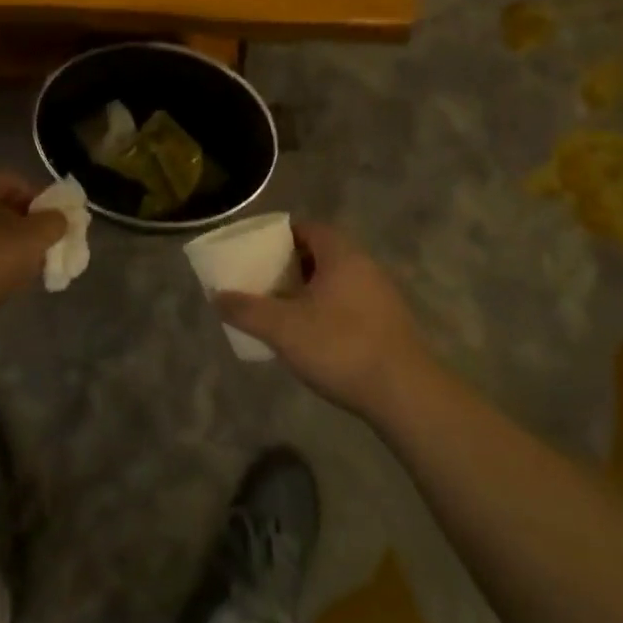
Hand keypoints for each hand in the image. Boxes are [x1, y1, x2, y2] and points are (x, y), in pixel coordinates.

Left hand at [0, 170, 66, 319]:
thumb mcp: (33, 240)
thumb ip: (55, 223)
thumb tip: (60, 218)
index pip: (19, 183)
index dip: (44, 203)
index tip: (56, 229)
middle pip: (1, 208)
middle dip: (26, 228)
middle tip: (43, 251)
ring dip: (7, 247)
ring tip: (22, 272)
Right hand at [217, 223, 429, 415]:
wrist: (405, 394)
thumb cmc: (340, 347)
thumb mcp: (283, 328)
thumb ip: (246, 309)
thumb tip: (217, 297)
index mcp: (341, 255)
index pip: (307, 228)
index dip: (279, 236)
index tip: (255, 251)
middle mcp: (365, 266)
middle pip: (321, 253)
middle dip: (290, 264)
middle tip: (262, 280)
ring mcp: (381, 295)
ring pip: (336, 280)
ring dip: (308, 289)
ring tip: (281, 309)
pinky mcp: (388, 323)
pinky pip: (349, 303)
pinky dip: (326, 309)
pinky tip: (311, 334)